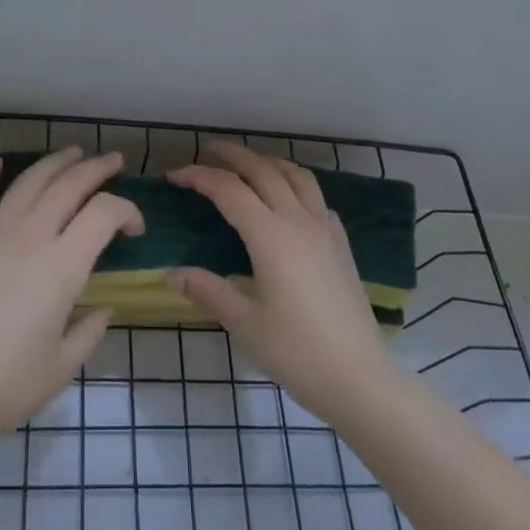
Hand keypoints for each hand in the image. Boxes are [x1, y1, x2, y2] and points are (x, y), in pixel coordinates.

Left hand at [0, 147, 142, 467]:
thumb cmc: (5, 389)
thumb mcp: (62, 367)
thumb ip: (89, 331)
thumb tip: (102, 310)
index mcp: (62, 267)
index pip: (104, 213)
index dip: (127, 211)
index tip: (135, 229)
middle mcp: (29, 239)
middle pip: (68, 186)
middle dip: (97, 169)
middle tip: (114, 163)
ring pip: (26, 184)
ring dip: (53, 163)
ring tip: (72, 154)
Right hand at [167, 142, 395, 423]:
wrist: (359, 376)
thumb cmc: (297, 352)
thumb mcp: (244, 323)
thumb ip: (207, 291)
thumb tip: (170, 274)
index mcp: (271, 236)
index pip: (229, 191)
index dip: (199, 177)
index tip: (175, 176)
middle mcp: (299, 221)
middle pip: (263, 170)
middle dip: (233, 155)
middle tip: (207, 152)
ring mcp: (325, 230)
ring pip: (296, 176)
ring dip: (268, 162)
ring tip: (247, 165)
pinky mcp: (341, 244)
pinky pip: (316, 198)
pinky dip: (295, 185)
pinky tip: (287, 201)